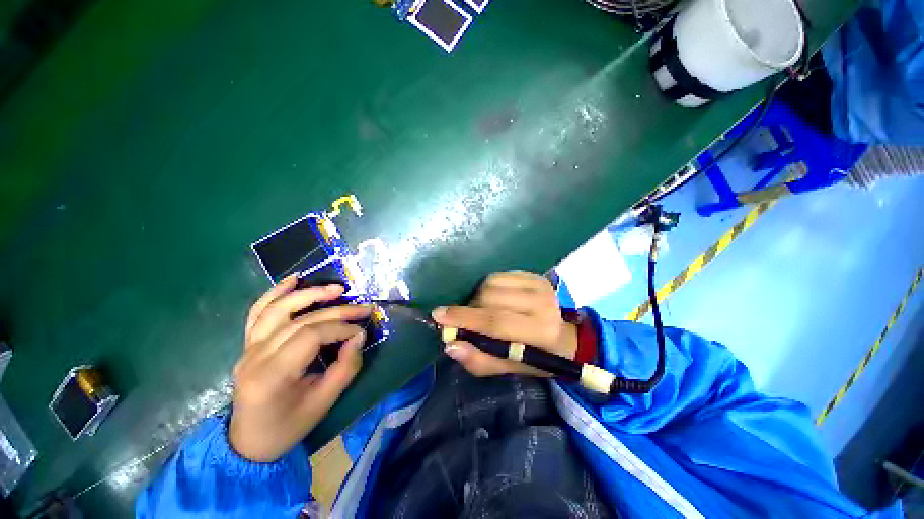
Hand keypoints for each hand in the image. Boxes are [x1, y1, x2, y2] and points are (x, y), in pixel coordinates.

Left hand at [229, 275, 370, 461]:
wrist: (249, 442)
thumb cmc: (288, 426)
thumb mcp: (324, 403)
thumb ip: (345, 368)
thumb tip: (358, 337)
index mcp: (272, 375)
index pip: (311, 335)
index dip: (341, 328)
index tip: (361, 331)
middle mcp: (255, 356)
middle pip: (301, 320)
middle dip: (337, 311)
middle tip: (363, 307)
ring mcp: (247, 348)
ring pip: (278, 309)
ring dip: (309, 294)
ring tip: (337, 288)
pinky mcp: (248, 344)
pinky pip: (259, 312)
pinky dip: (276, 292)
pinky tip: (294, 279)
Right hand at [431, 271, 577, 376]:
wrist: (564, 336)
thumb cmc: (538, 357)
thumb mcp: (511, 368)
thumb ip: (481, 360)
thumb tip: (451, 345)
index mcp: (541, 332)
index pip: (496, 322)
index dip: (464, 318)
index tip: (438, 316)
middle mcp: (542, 303)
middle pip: (489, 297)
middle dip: (470, 308)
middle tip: (466, 320)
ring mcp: (539, 284)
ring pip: (491, 283)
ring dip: (478, 297)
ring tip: (482, 310)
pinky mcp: (534, 274)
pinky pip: (498, 275)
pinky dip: (488, 287)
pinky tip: (494, 298)